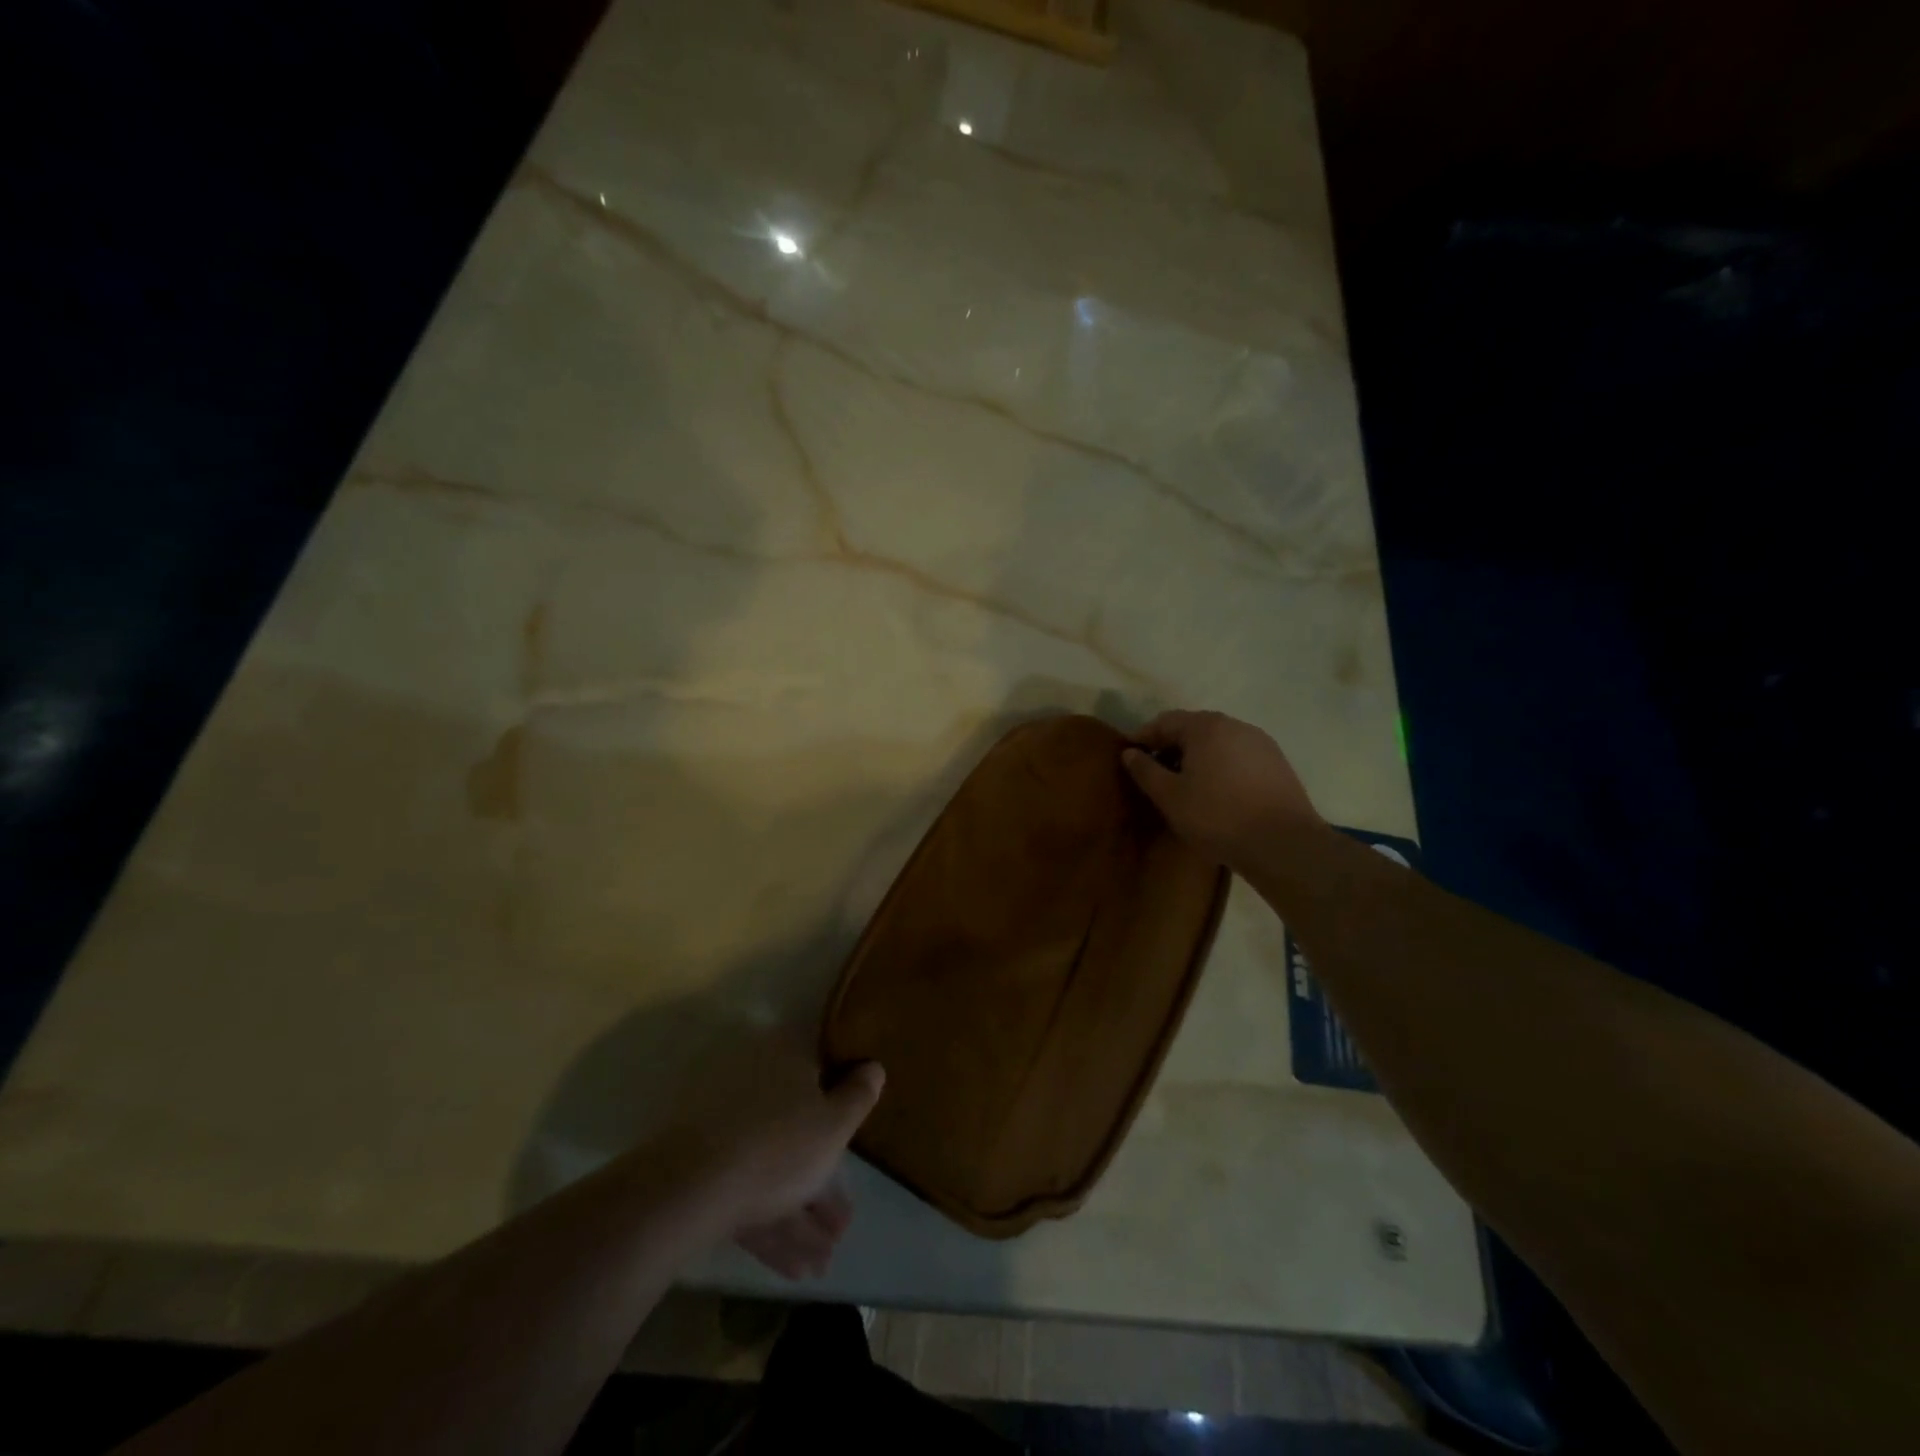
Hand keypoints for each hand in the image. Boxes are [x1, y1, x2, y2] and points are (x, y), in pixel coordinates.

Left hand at [651, 1036, 884, 1280]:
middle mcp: (754, 1084)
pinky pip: (749, 1190)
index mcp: (785, 1059)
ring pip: (773, 1166)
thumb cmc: (780, 1145)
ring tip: (824, 1262)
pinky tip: (795, 1269)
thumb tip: (873, 1065)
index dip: (842, 1103)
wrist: (691, 1191)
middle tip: (842, 1224)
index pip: (820, 1069)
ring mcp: (725, 1128)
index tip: (855, 1135)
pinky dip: (772, 1224)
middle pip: (797, 1127)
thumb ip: (859, 1095)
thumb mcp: (835, 1124)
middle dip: (821, 1179)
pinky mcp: (703, 1169)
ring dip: (800, 1214)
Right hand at [1122, 709, 1323, 870]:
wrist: (1283, 844)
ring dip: (1197, 756)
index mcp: (1206, 727)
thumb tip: (1129, 753)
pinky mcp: (1277, 763)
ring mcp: (1260, 743)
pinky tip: (1216, 791)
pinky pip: (1238, 756)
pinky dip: (1220, 765)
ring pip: (1218, 742)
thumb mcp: (1170, 797)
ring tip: (1185, 784)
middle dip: (1170, 746)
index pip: (1164, 721)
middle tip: (1155, 771)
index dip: (1143, 737)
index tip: (1129, 756)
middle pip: (1193, 728)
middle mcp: (1235, 725)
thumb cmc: (1217, 816)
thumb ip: (1145, 770)